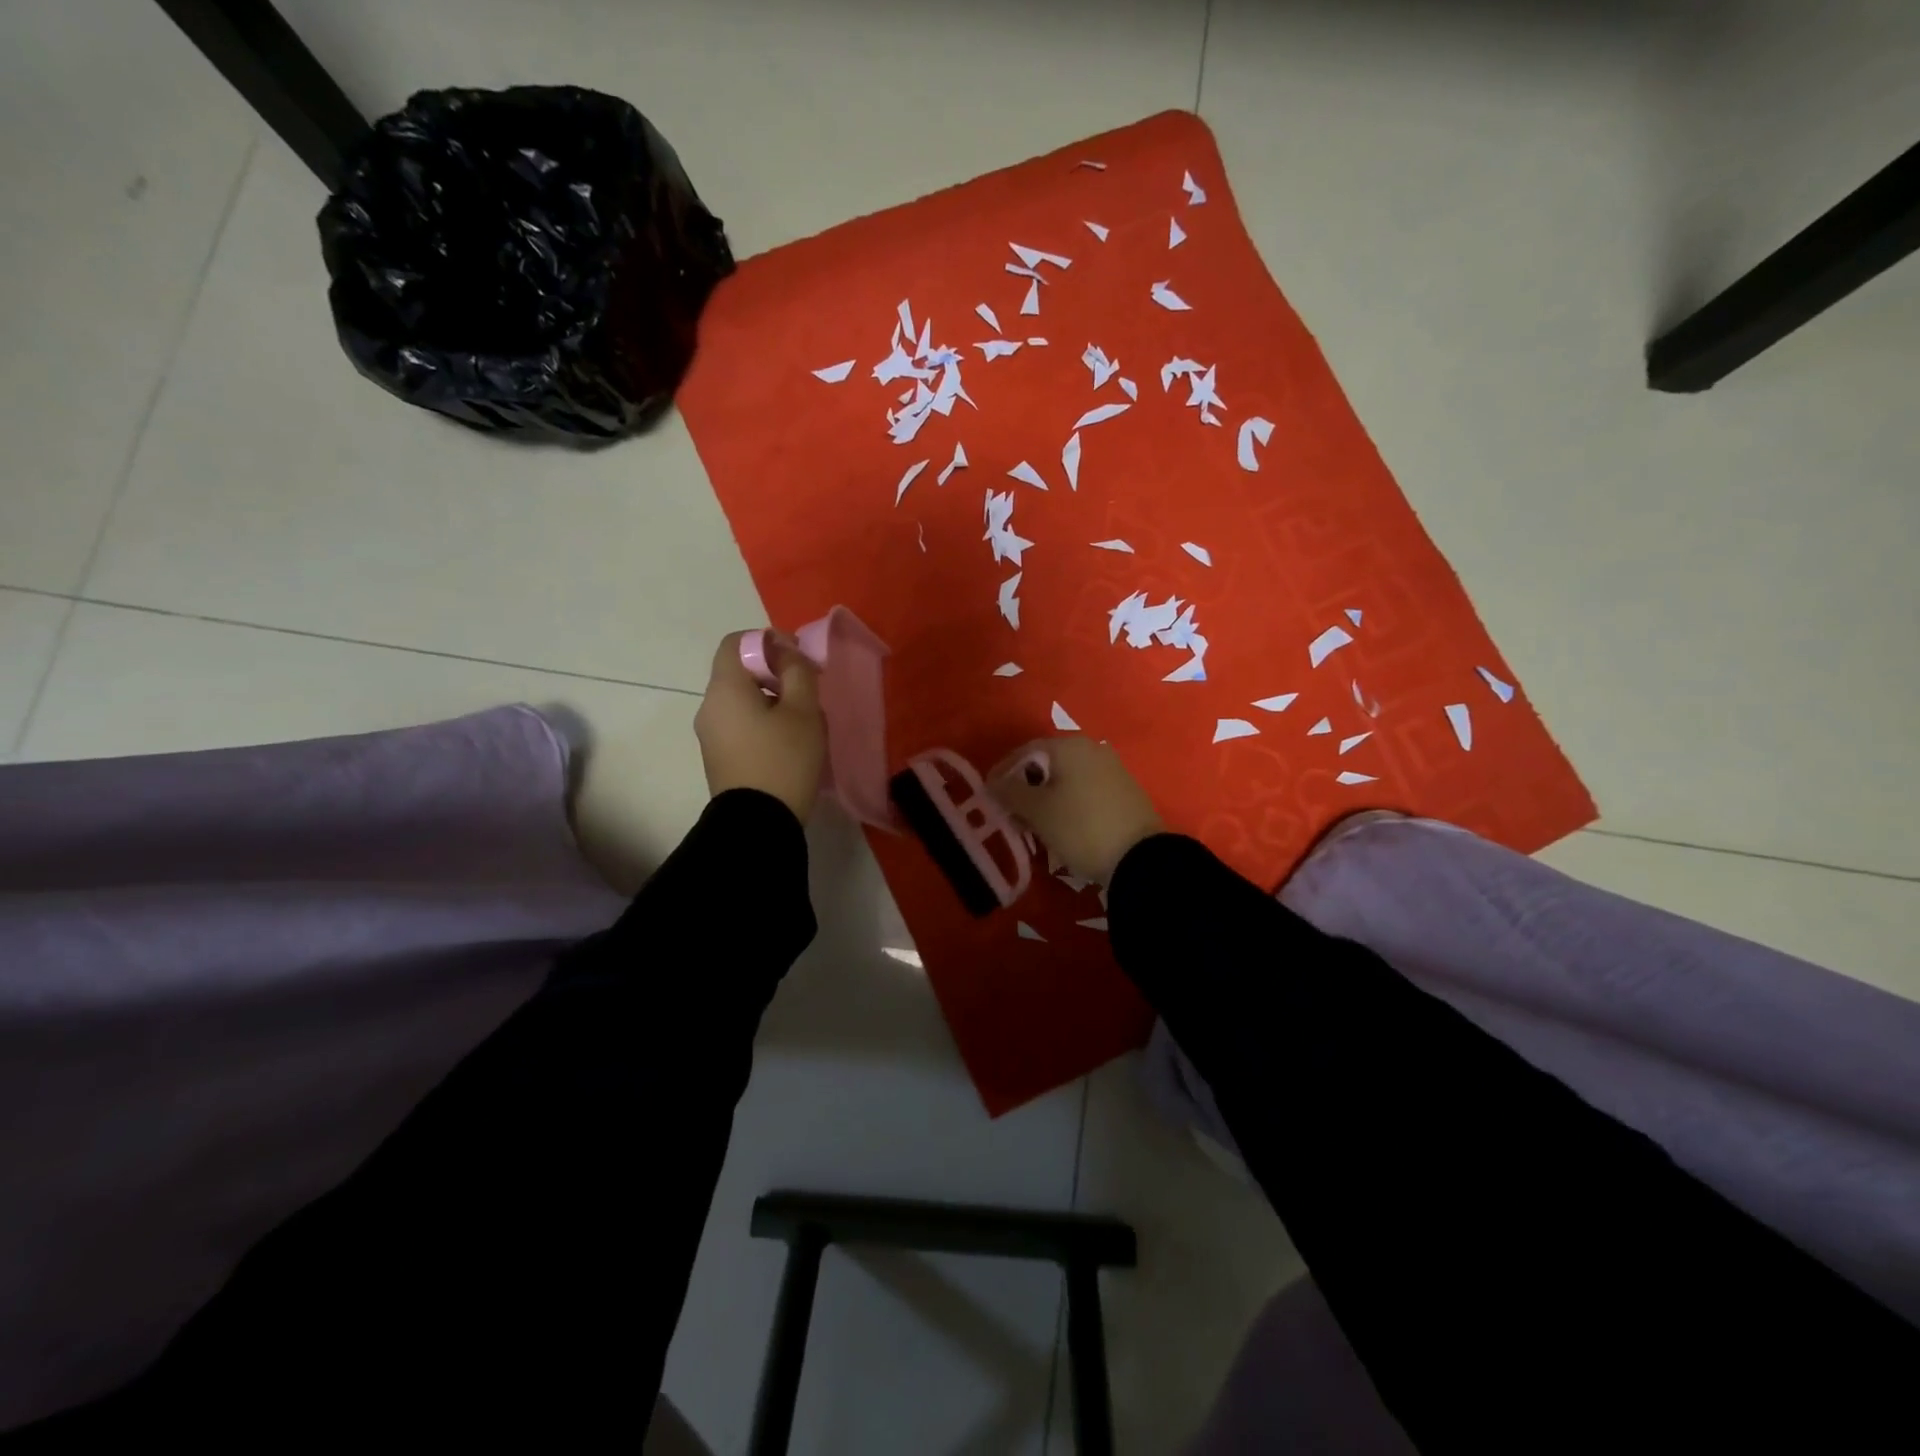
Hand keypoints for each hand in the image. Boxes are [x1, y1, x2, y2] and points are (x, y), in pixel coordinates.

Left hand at [694, 631, 826, 822]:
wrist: (758, 824)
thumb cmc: (784, 759)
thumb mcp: (803, 710)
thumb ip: (797, 671)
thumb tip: (785, 652)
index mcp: (725, 688)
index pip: (735, 642)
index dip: (767, 641)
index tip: (797, 659)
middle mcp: (709, 707)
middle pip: (739, 673)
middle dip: (775, 674)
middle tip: (808, 692)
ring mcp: (710, 735)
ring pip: (742, 702)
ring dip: (772, 702)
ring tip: (804, 723)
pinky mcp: (718, 758)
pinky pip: (739, 726)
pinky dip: (762, 724)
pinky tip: (788, 745)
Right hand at [990, 736, 1164, 885]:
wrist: (1140, 858)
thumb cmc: (1080, 827)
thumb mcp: (1038, 811)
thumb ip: (1010, 793)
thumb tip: (993, 783)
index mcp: (1069, 747)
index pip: (1026, 751)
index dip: (1003, 771)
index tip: (989, 794)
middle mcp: (1092, 750)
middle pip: (1047, 764)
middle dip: (1025, 787)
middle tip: (1010, 812)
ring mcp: (1112, 770)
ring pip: (1067, 779)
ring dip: (1046, 798)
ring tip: (1034, 824)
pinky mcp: (1125, 793)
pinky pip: (1085, 791)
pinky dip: (1068, 804)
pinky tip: (1062, 827)